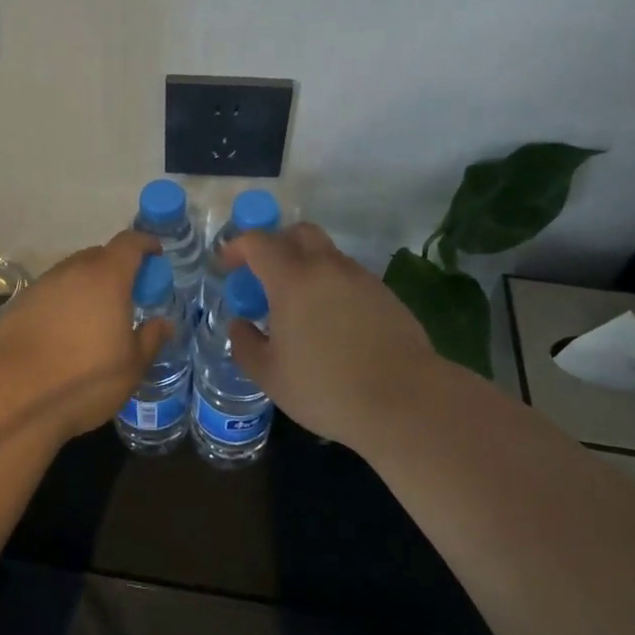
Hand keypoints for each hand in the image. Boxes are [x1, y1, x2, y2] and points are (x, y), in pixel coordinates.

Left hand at [0, 230, 172, 441]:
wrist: (13, 395)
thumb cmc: (84, 379)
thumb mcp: (131, 366)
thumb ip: (150, 339)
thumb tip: (164, 322)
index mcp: (106, 278)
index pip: (129, 243)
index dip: (145, 243)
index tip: (155, 254)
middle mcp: (73, 272)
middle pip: (98, 255)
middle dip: (116, 267)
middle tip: (126, 293)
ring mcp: (42, 286)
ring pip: (72, 274)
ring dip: (87, 285)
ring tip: (94, 315)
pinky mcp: (18, 305)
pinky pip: (50, 293)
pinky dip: (63, 302)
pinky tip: (63, 332)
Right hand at [225, 223, 450, 450]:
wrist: (406, 400)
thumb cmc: (327, 388)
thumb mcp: (270, 376)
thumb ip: (246, 345)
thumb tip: (239, 325)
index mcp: (292, 279)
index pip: (258, 242)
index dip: (237, 247)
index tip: (228, 265)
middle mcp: (326, 267)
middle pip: (299, 233)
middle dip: (276, 243)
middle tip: (264, 274)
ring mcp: (360, 278)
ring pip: (327, 255)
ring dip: (307, 266)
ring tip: (299, 306)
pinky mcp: (385, 295)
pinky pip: (349, 278)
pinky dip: (332, 287)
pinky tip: (332, 323)